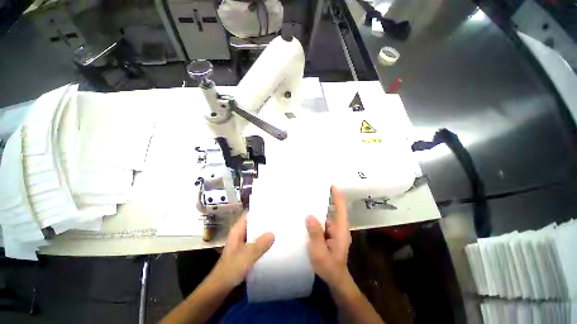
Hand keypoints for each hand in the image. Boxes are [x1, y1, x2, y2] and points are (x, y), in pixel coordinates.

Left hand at [209, 214, 274, 289]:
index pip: (249, 215)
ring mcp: (242, 243)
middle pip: (253, 223)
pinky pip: (256, 243)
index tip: (272, 209)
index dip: (259, 211)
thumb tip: (273, 233)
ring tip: (278, 229)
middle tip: (278, 219)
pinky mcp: (245, 252)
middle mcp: (240, 234)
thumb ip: (259, 245)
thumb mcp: (246, 256)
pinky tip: (272, 244)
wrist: (220, 289)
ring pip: (255, 234)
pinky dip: (263, 242)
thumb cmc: (230, 270)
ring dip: (264, 232)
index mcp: (237, 231)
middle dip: (265, 222)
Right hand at [306, 186, 351, 286]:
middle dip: (326, 199)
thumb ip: (315, 234)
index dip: (337, 196)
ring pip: (327, 215)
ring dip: (319, 208)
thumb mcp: (320, 251)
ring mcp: (334, 231)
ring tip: (308, 199)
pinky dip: (316, 216)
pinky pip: (322, 222)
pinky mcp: (328, 234)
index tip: (332, 185)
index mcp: (340, 229)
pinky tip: (307, 214)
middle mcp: (338, 227)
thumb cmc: (329, 266)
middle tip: (314, 189)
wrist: (334, 279)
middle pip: (334, 209)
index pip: (341, 209)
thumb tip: (309, 215)